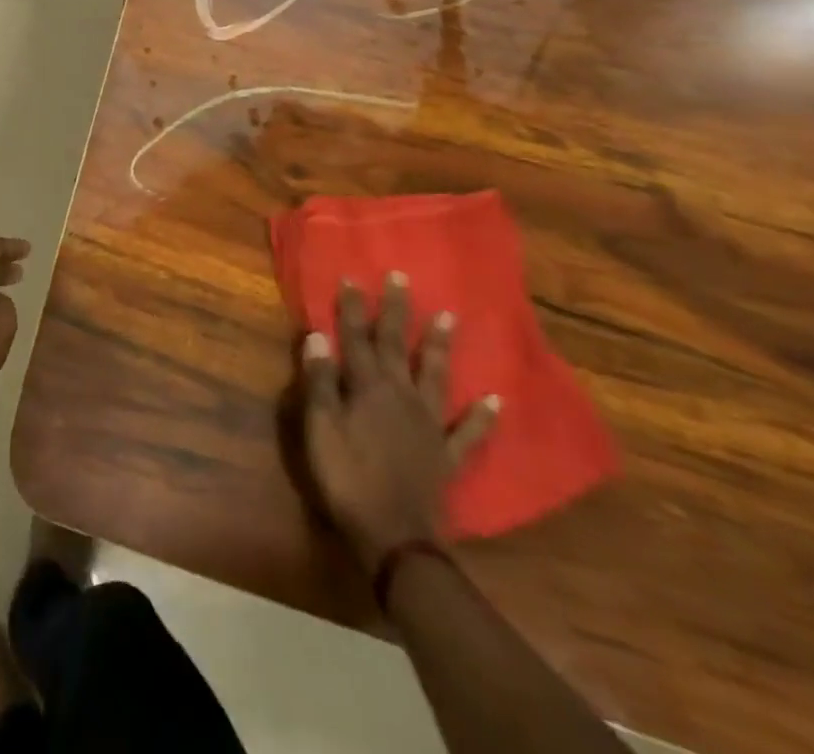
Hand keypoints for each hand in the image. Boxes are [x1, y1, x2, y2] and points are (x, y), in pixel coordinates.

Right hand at [301, 273, 498, 571]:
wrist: (394, 536)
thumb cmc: (346, 476)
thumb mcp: (319, 426)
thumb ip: (319, 380)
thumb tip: (317, 336)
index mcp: (366, 387)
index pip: (355, 338)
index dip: (352, 308)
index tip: (352, 277)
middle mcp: (401, 395)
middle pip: (397, 345)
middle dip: (396, 311)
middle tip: (402, 278)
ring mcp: (429, 424)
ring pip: (436, 376)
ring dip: (441, 347)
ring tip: (451, 318)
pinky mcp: (447, 455)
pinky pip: (468, 433)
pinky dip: (483, 417)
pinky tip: (496, 400)